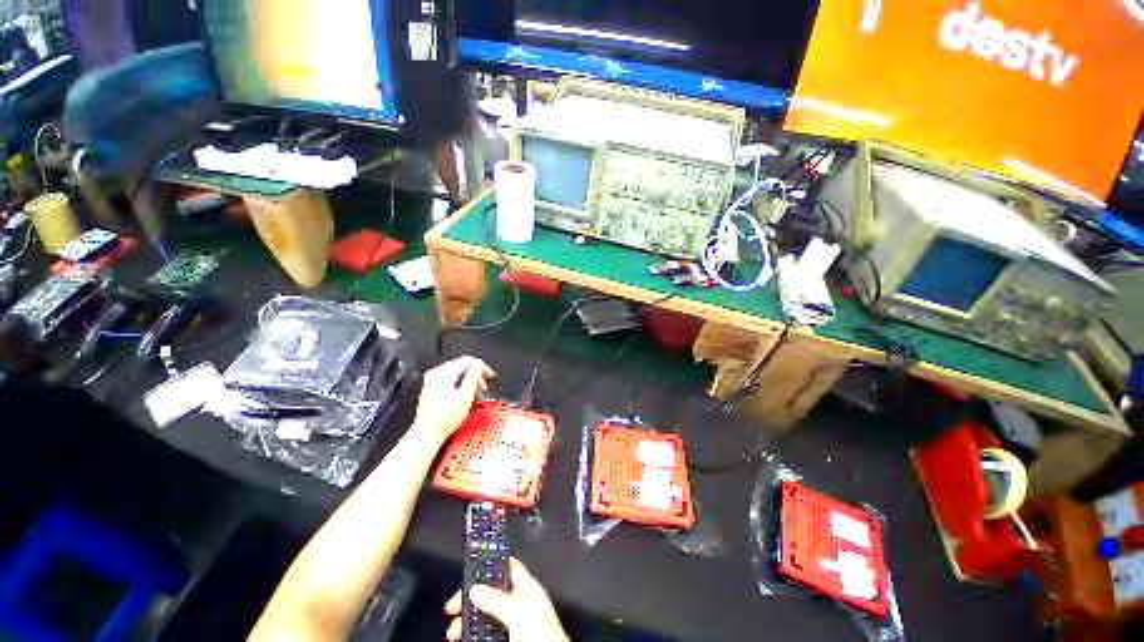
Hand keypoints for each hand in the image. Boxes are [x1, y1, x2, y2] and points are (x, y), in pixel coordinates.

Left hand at [414, 355, 494, 444]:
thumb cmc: (444, 419)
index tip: (489, 375)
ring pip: (456, 371)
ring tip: (475, 391)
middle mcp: (436, 374)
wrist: (428, 433)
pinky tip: (464, 393)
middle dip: (476, 374)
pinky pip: (449, 378)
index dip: (482, 367)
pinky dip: (459, 383)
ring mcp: (432, 380)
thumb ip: (474, 375)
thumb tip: (480, 365)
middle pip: (462, 365)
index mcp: (444, 373)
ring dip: (468, 379)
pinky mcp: (431, 388)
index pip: (468, 360)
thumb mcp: (466, 395)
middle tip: (483, 386)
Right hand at [445, 558, 567, 641]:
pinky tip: (464, 639)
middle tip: (452, 608)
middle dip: (471, 598)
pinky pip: (489, 632)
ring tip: (454, 633)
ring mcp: (515, 622)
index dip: (490, 562)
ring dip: (469, 620)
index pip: (508, 565)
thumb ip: (497, 600)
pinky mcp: (511, 638)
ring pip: (487, 614)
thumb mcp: (518, 615)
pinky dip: (475, 634)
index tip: (469, 566)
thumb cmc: (542, 635)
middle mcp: (520, 602)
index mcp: (527, 587)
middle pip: (492, 592)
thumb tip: (475, 588)